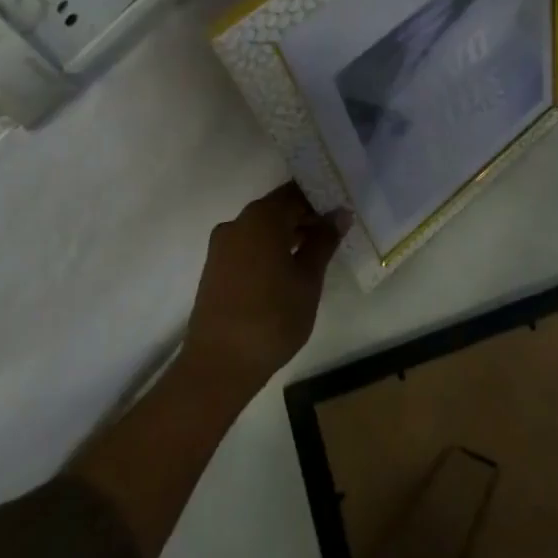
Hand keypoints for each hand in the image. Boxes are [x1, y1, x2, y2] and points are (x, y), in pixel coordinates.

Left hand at [180, 183, 345, 390]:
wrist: (219, 364)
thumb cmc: (273, 317)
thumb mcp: (309, 279)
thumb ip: (324, 241)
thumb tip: (339, 214)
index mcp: (262, 218)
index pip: (297, 193)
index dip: (322, 200)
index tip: (342, 213)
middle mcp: (237, 223)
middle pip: (278, 208)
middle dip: (306, 217)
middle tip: (335, 233)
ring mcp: (222, 246)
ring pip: (262, 228)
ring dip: (288, 235)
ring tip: (316, 253)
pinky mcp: (215, 268)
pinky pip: (249, 246)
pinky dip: (270, 249)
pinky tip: (289, 270)